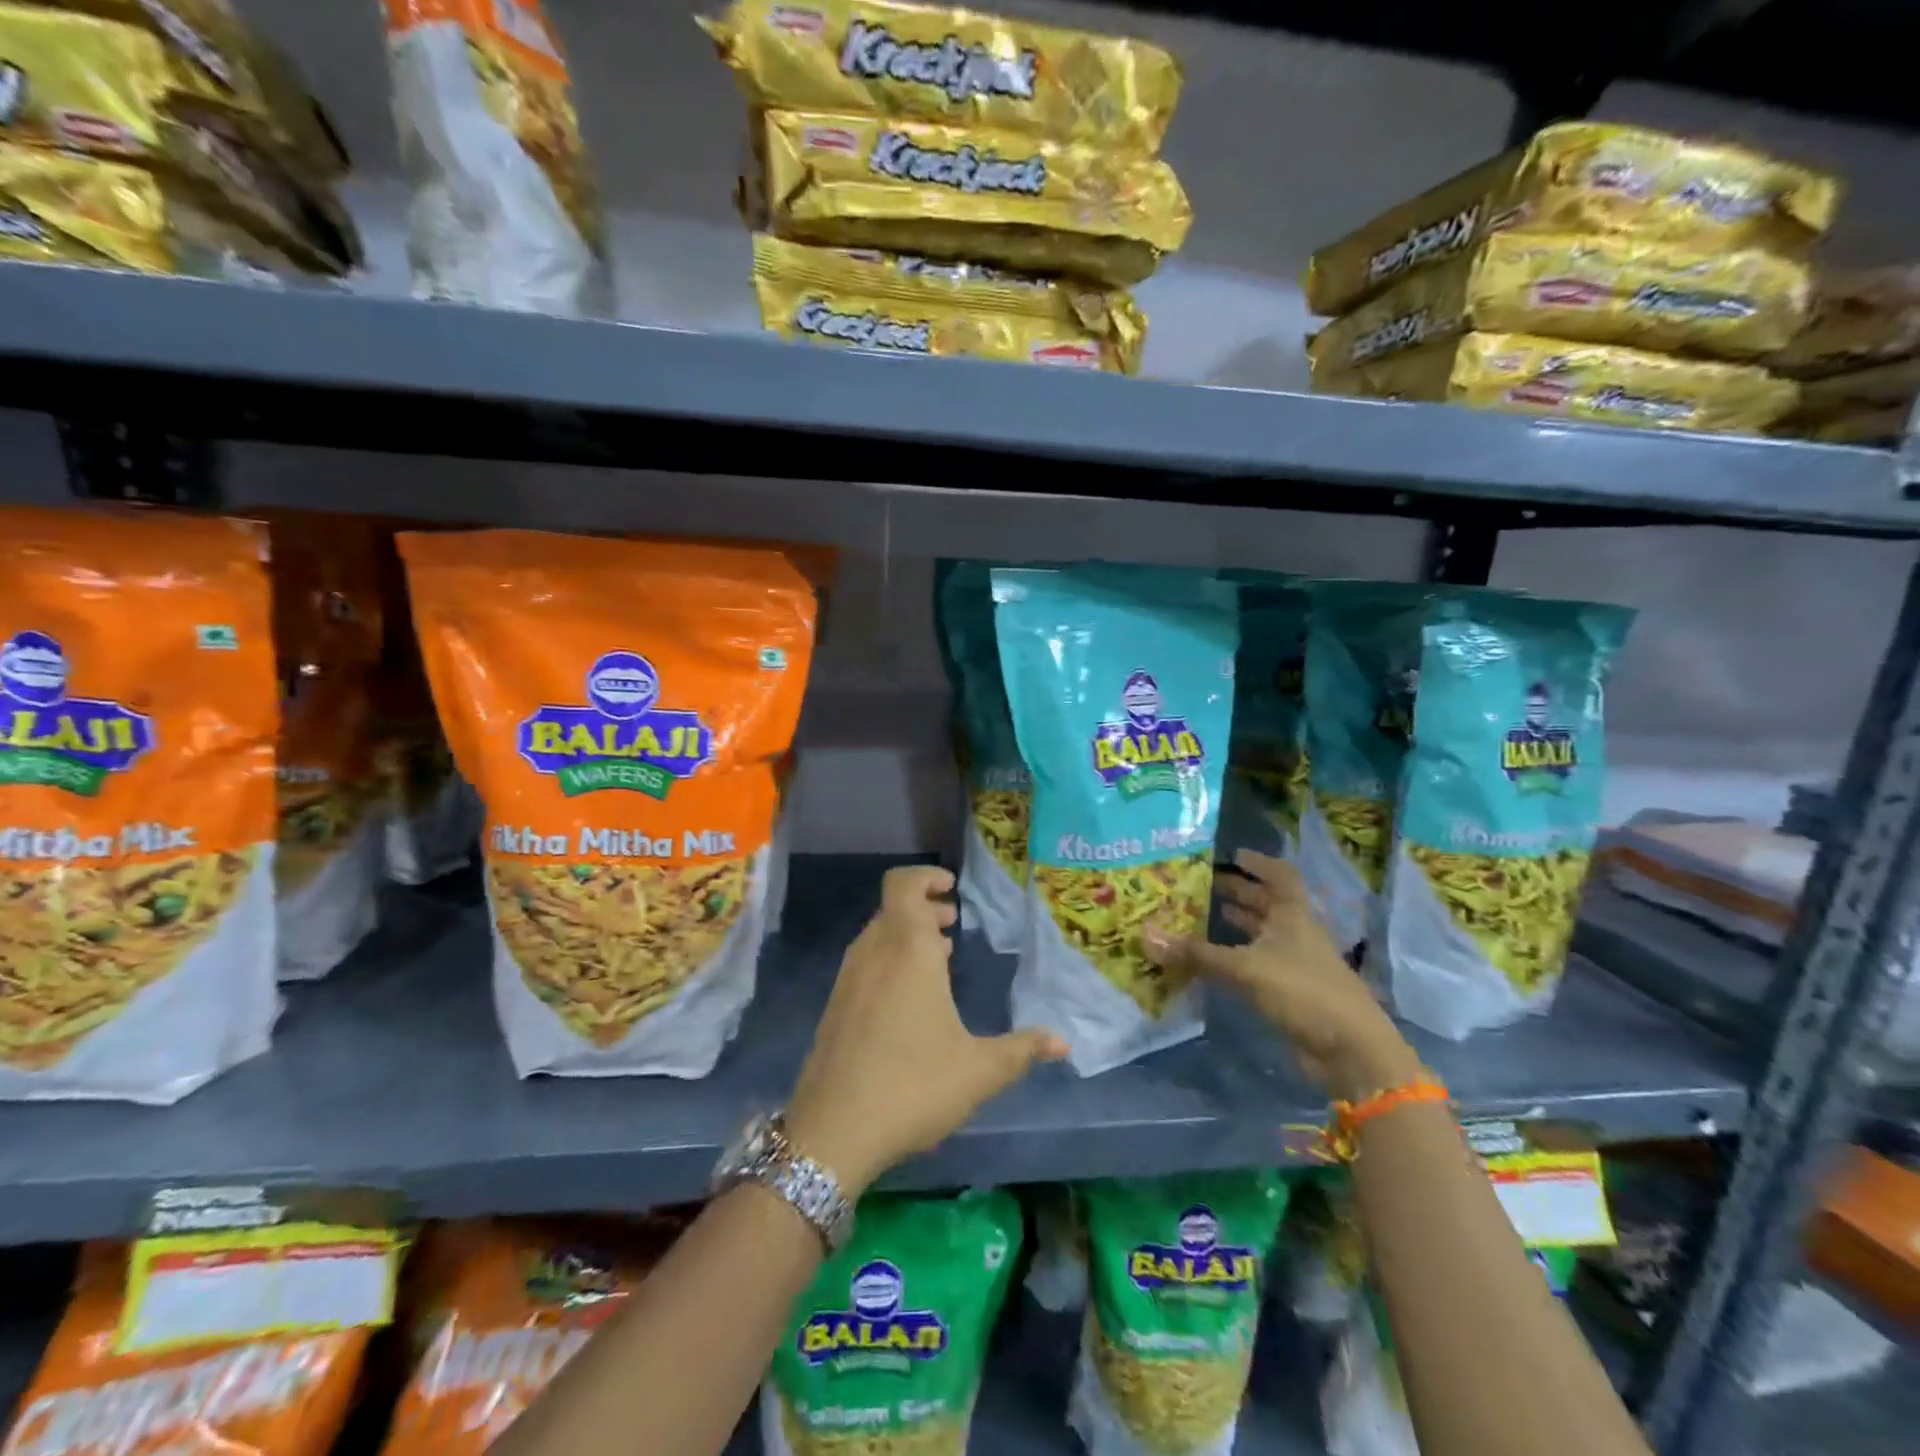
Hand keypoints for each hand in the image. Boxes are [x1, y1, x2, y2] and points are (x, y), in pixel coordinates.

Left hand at [785, 866, 1067, 1194]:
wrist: (832, 1132)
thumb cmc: (913, 1085)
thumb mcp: (979, 1071)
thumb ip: (1022, 1050)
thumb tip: (1063, 1043)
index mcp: (908, 950)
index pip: (903, 884)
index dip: (925, 877)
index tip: (951, 888)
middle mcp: (873, 952)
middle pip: (893, 908)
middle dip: (924, 908)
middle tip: (952, 923)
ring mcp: (848, 979)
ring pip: (878, 935)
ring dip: (907, 935)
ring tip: (940, 958)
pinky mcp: (835, 1007)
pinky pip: (866, 963)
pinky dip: (889, 960)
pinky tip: (910, 999)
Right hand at [1143, 850, 1419, 1100]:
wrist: (1350, 1051)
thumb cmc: (1303, 991)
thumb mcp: (1245, 968)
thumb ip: (1196, 954)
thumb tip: (1145, 935)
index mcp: (1293, 914)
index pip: (1280, 876)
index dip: (1258, 863)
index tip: (1233, 854)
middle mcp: (1296, 932)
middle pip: (1268, 903)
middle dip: (1239, 892)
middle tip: (1203, 884)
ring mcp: (1296, 963)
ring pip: (1263, 934)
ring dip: (1237, 924)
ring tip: (1202, 916)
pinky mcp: (1291, 991)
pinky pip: (1258, 962)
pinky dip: (1236, 956)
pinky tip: (1213, 960)